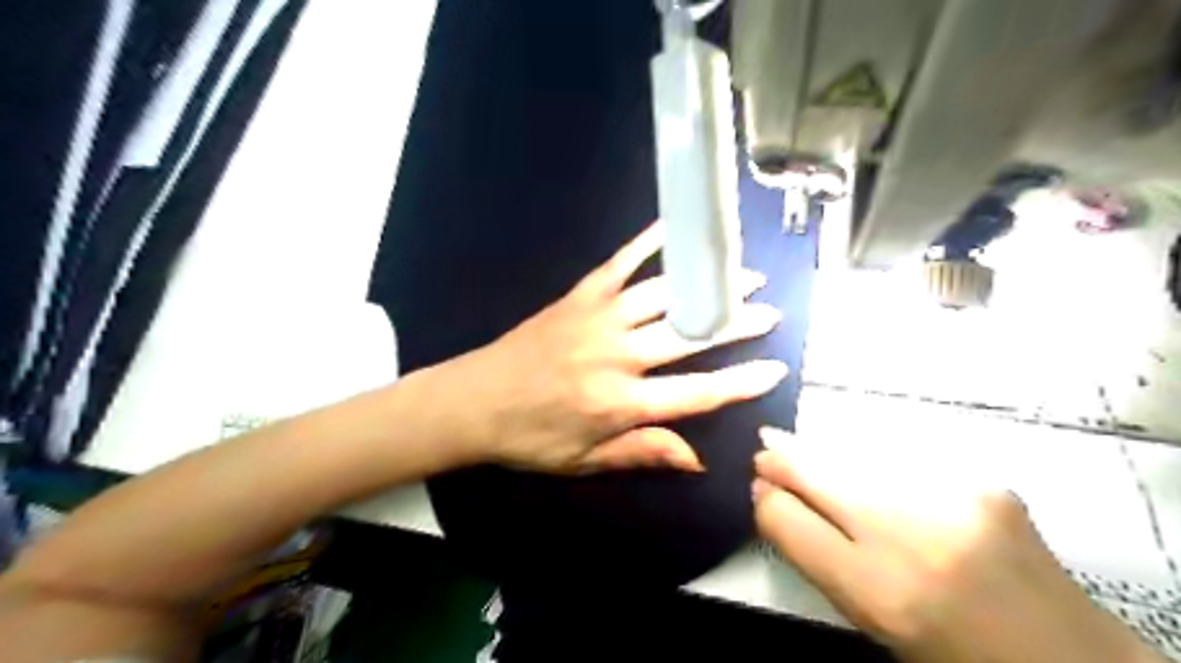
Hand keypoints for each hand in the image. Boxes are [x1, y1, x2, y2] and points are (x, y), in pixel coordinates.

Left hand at [419, 223, 786, 475]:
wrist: (474, 401)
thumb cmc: (531, 438)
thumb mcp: (586, 460)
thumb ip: (643, 452)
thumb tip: (698, 458)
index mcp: (621, 403)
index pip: (696, 393)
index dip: (740, 382)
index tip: (775, 368)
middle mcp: (617, 355)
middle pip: (689, 336)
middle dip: (736, 323)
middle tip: (771, 311)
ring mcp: (598, 318)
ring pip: (664, 296)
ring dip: (706, 284)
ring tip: (741, 274)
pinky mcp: (579, 296)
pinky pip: (620, 264)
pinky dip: (648, 244)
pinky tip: (673, 228)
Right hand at [751, 426, 1160, 660]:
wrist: (1068, 659)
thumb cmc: (950, 647)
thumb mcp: (870, 618)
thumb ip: (814, 556)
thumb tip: (770, 501)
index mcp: (879, 592)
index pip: (787, 520)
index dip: (765, 497)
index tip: (756, 485)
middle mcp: (912, 538)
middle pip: (818, 474)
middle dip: (782, 459)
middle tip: (763, 450)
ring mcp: (953, 500)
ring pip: (854, 455)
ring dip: (820, 452)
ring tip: (794, 445)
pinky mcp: (982, 481)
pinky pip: (898, 458)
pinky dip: (868, 458)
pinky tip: (861, 463)